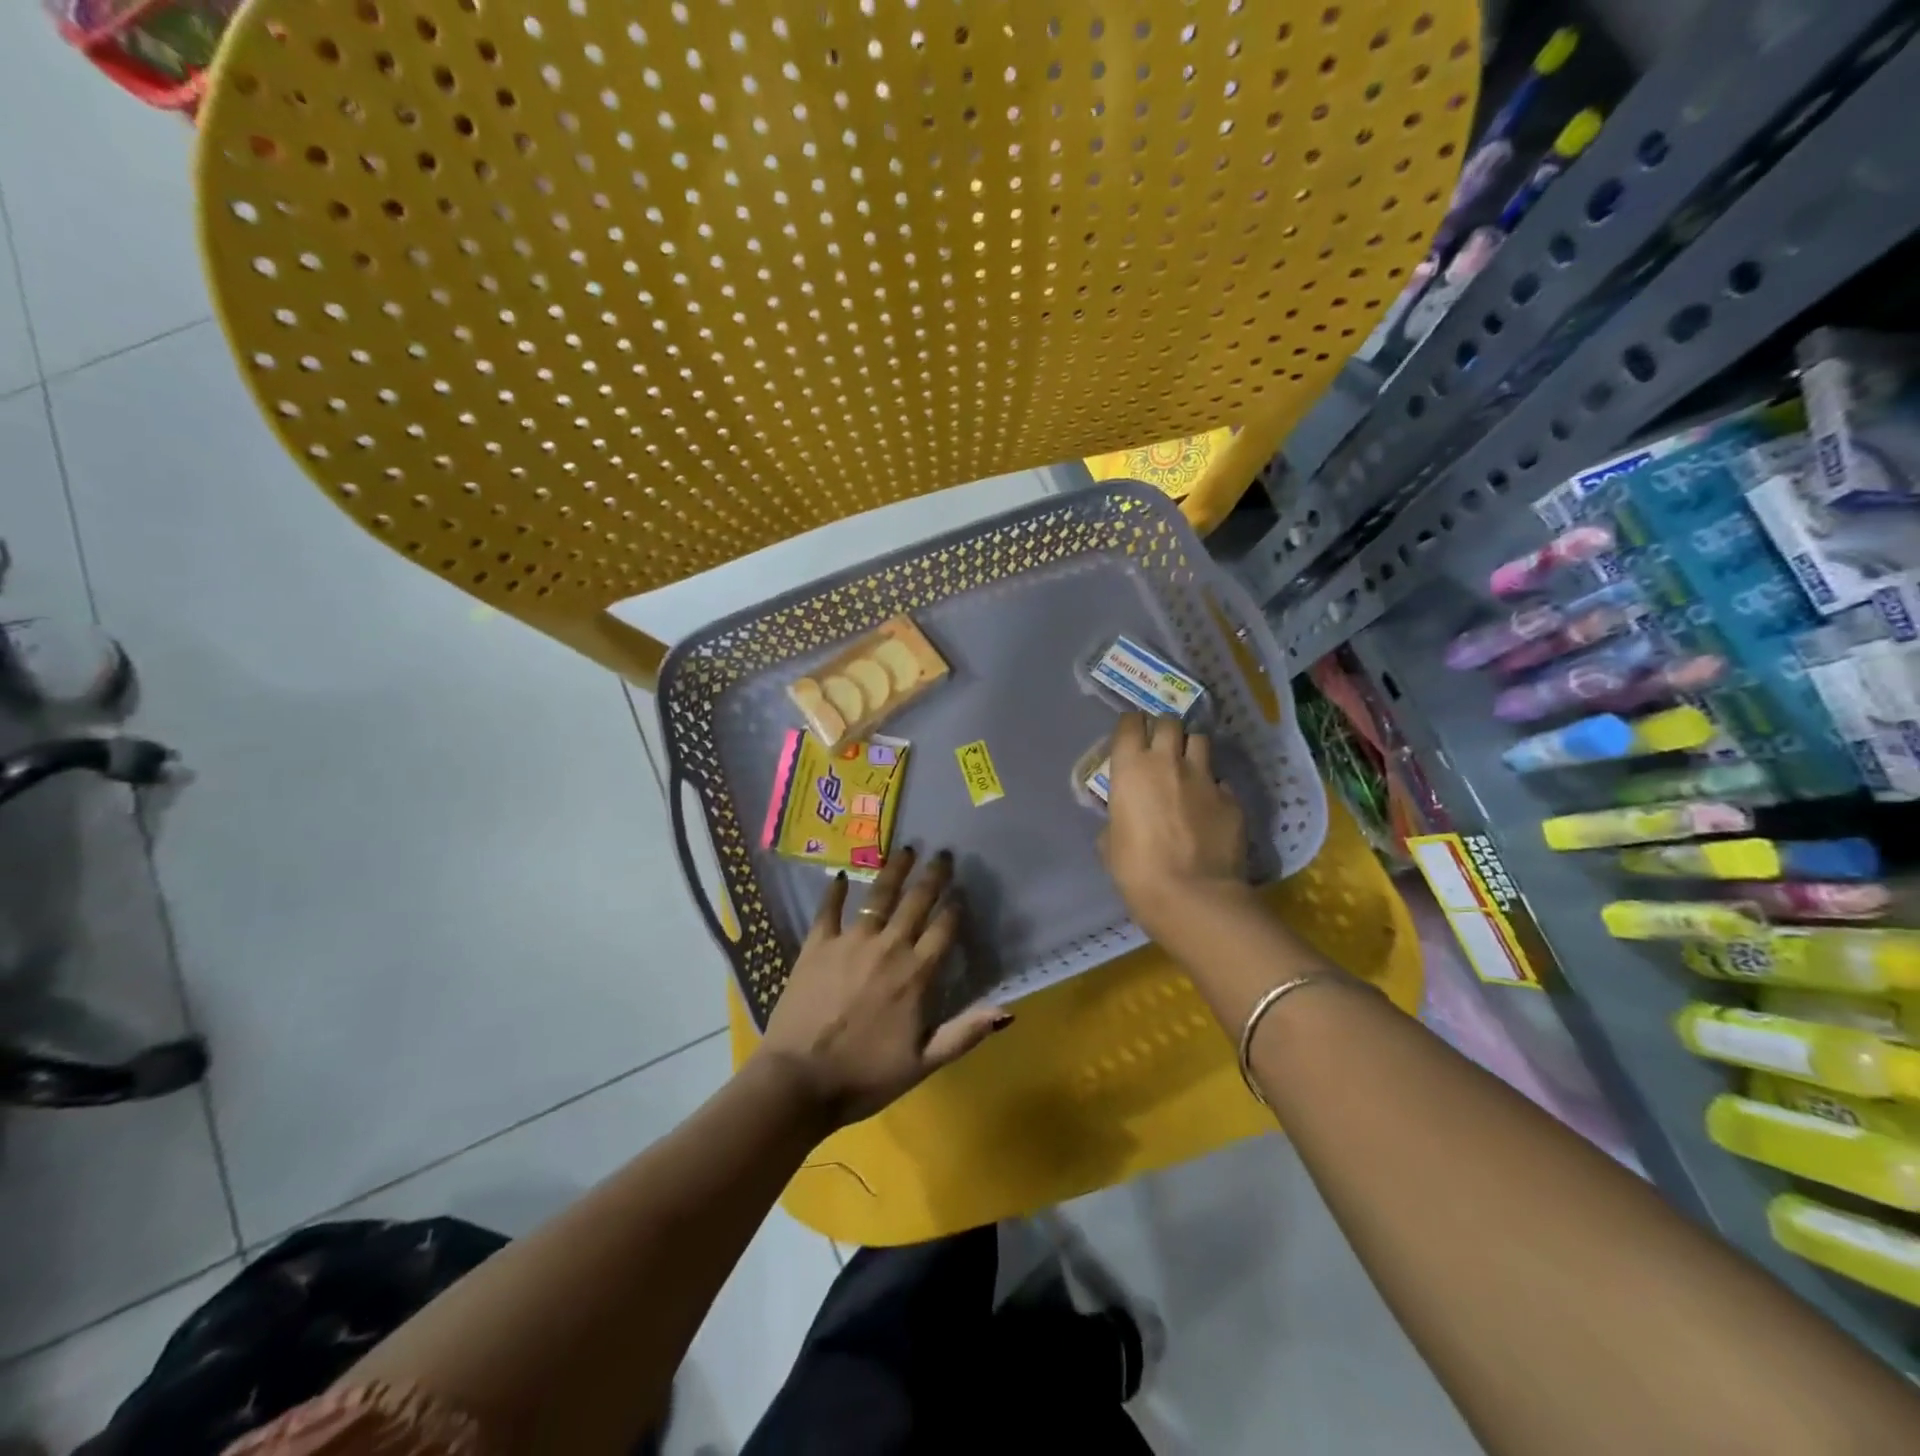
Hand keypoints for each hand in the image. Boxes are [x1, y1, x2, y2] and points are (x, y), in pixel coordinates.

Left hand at [756, 847, 1010, 1127]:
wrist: (799, 1080)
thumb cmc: (865, 1076)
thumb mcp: (923, 1063)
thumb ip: (965, 1033)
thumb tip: (1008, 1012)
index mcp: (916, 974)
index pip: (944, 929)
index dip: (955, 908)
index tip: (961, 892)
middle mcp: (888, 947)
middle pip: (917, 902)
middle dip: (933, 876)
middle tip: (943, 854)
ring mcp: (851, 941)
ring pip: (879, 895)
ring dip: (895, 870)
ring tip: (906, 849)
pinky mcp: (818, 944)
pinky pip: (829, 909)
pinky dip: (837, 890)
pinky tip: (842, 875)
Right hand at [1101, 712, 1250, 939]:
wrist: (1193, 896)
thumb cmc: (1137, 871)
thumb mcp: (1110, 844)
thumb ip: (1118, 818)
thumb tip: (1126, 818)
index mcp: (1131, 768)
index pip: (1130, 723)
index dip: (1130, 726)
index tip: (1130, 735)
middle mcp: (1169, 762)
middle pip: (1170, 722)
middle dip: (1164, 730)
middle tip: (1161, 748)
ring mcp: (1205, 778)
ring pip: (1201, 741)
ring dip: (1191, 749)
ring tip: (1188, 768)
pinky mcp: (1232, 798)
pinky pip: (1221, 781)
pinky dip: (1213, 787)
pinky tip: (1209, 807)